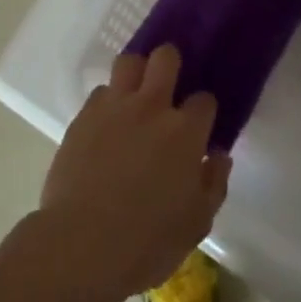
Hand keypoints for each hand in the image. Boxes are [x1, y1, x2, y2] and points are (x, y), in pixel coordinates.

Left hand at [39, 46, 229, 300]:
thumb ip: (213, 183)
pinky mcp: (84, 114)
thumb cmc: (147, 242)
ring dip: (136, 73)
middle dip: (171, 64)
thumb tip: (218, 155)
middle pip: (165, 58)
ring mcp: (114, 106)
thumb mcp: (196, 224)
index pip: (204, 100)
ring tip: (136, 94)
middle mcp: (151, 107)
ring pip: (129, 62)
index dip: (203, 111)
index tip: (199, 125)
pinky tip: (107, 122)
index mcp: (184, 132)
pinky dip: (108, 101)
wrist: (81, 243)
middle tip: (168, 86)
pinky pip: (101, 91)